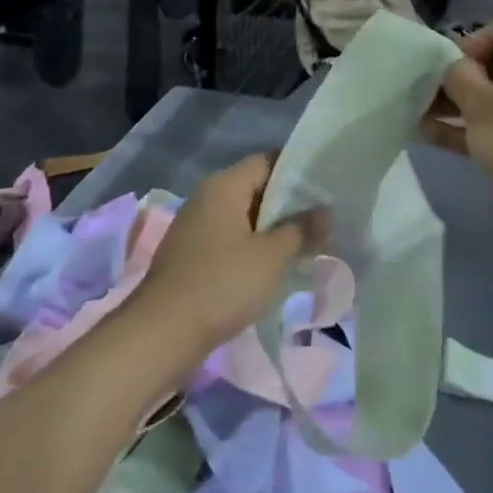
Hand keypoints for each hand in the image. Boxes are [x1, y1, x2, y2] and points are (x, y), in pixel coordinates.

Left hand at [128, 155, 327, 361]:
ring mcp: (196, 228)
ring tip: (308, 245)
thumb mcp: (271, 256)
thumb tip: (325, 211)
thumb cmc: (223, 283)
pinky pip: (231, 241)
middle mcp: (206, 199)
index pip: (267, 161)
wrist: (164, 331)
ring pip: (244, 219)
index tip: (327, 189)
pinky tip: (275, 268)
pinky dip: (254, 249)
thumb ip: (301, 230)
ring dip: (273, 231)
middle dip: (290, 205)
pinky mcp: (192, 256)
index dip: (299, 172)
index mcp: (223, 186)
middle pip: (255, 189)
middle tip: (325, 221)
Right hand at [422, 9, 492, 242]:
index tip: (455, 67)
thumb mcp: (480, 107)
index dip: (479, 38)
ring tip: (422, 117)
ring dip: (464, 104)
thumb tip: (456, 69)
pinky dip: (479, 126)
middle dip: (464, 76)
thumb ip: (459, 79)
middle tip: (433, 95)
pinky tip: (435, 138)